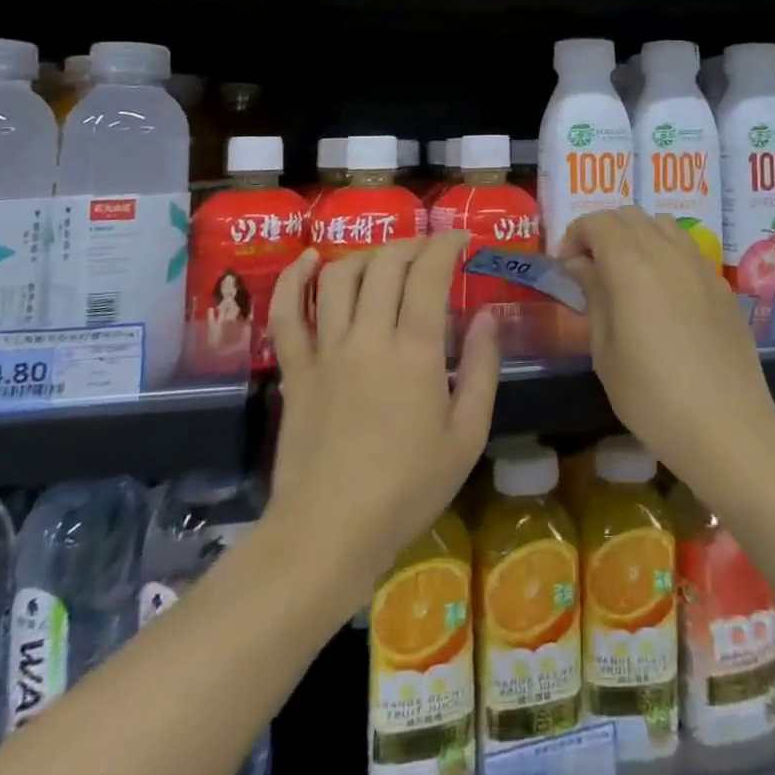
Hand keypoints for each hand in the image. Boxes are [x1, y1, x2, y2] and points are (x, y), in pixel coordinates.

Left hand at [266, 232, 499, 605]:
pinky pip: (286, 313)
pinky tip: (308, 259)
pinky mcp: (295, 369)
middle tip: (430, 251)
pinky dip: (294, 278)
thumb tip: (488, 317)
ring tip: (386, 259)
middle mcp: (368, 337)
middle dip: (412, 244)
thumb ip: (483, 369)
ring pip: (338, 277)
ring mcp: (325, 350)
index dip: (446, 245)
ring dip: (366, 255)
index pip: (428, 273)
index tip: (462, 240)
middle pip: (385, 264)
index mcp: (415, 351)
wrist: (328, 534)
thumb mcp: (467, 436)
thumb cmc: (408, 489)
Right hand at [561, 208, 774, 491]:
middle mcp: (667, 251)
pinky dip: (665, 253)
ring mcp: (700, 265)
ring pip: (663, 225)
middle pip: (630, 215)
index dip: (575, 236)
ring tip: (627, 274)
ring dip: (637, 236)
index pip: (598, 222)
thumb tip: (582, 264)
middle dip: (603, 231)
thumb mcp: (605, 351)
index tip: (566, 266)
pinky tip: (663, 294)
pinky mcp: (721, 284)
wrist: (727, 426)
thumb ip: (594, 296)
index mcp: (631, 263)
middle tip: (591, 267)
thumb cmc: (652, 396)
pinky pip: (687, 249)